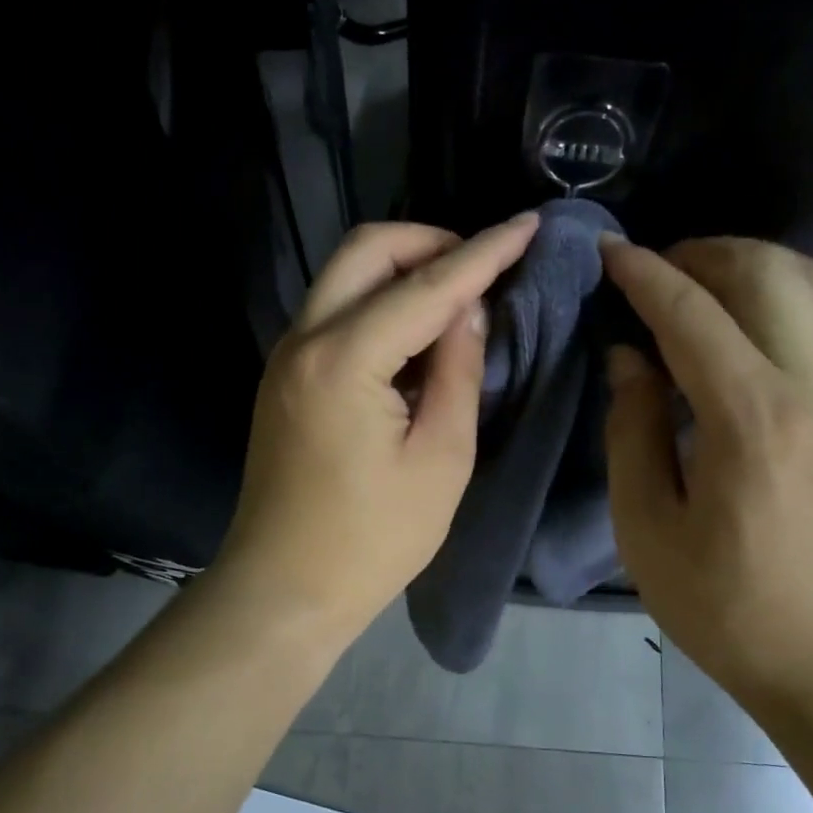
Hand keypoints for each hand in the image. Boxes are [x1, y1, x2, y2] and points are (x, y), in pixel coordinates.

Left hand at [216, 215, 540, 647]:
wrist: (283, 589)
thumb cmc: (372, 540)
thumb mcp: (441, 459)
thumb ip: (457, 370)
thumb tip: (466, 309)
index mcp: (345, 359)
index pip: (426, 285)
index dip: (484, 252)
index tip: (529, 223)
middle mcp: (304, 340)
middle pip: (366, 250)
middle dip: (429, 241)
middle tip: (481, 267)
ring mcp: (285, 356)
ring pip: (344, 275)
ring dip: (401, 269)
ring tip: (456, 299)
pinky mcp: (283, 377)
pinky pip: (334, 313)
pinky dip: (377, 303)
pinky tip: (414, 337)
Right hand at [599, 236, 812, 703]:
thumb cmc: (724, 606)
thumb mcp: (647, 527)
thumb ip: (633, 430)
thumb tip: (630, 357)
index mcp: (752, 421)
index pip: (693, 315)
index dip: (644, 275)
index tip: (606, 252)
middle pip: (766, 274)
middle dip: (700, 254)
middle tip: (648, 270)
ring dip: (750, 262)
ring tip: (696, 281)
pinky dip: (785, 289)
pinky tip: (745, 316)